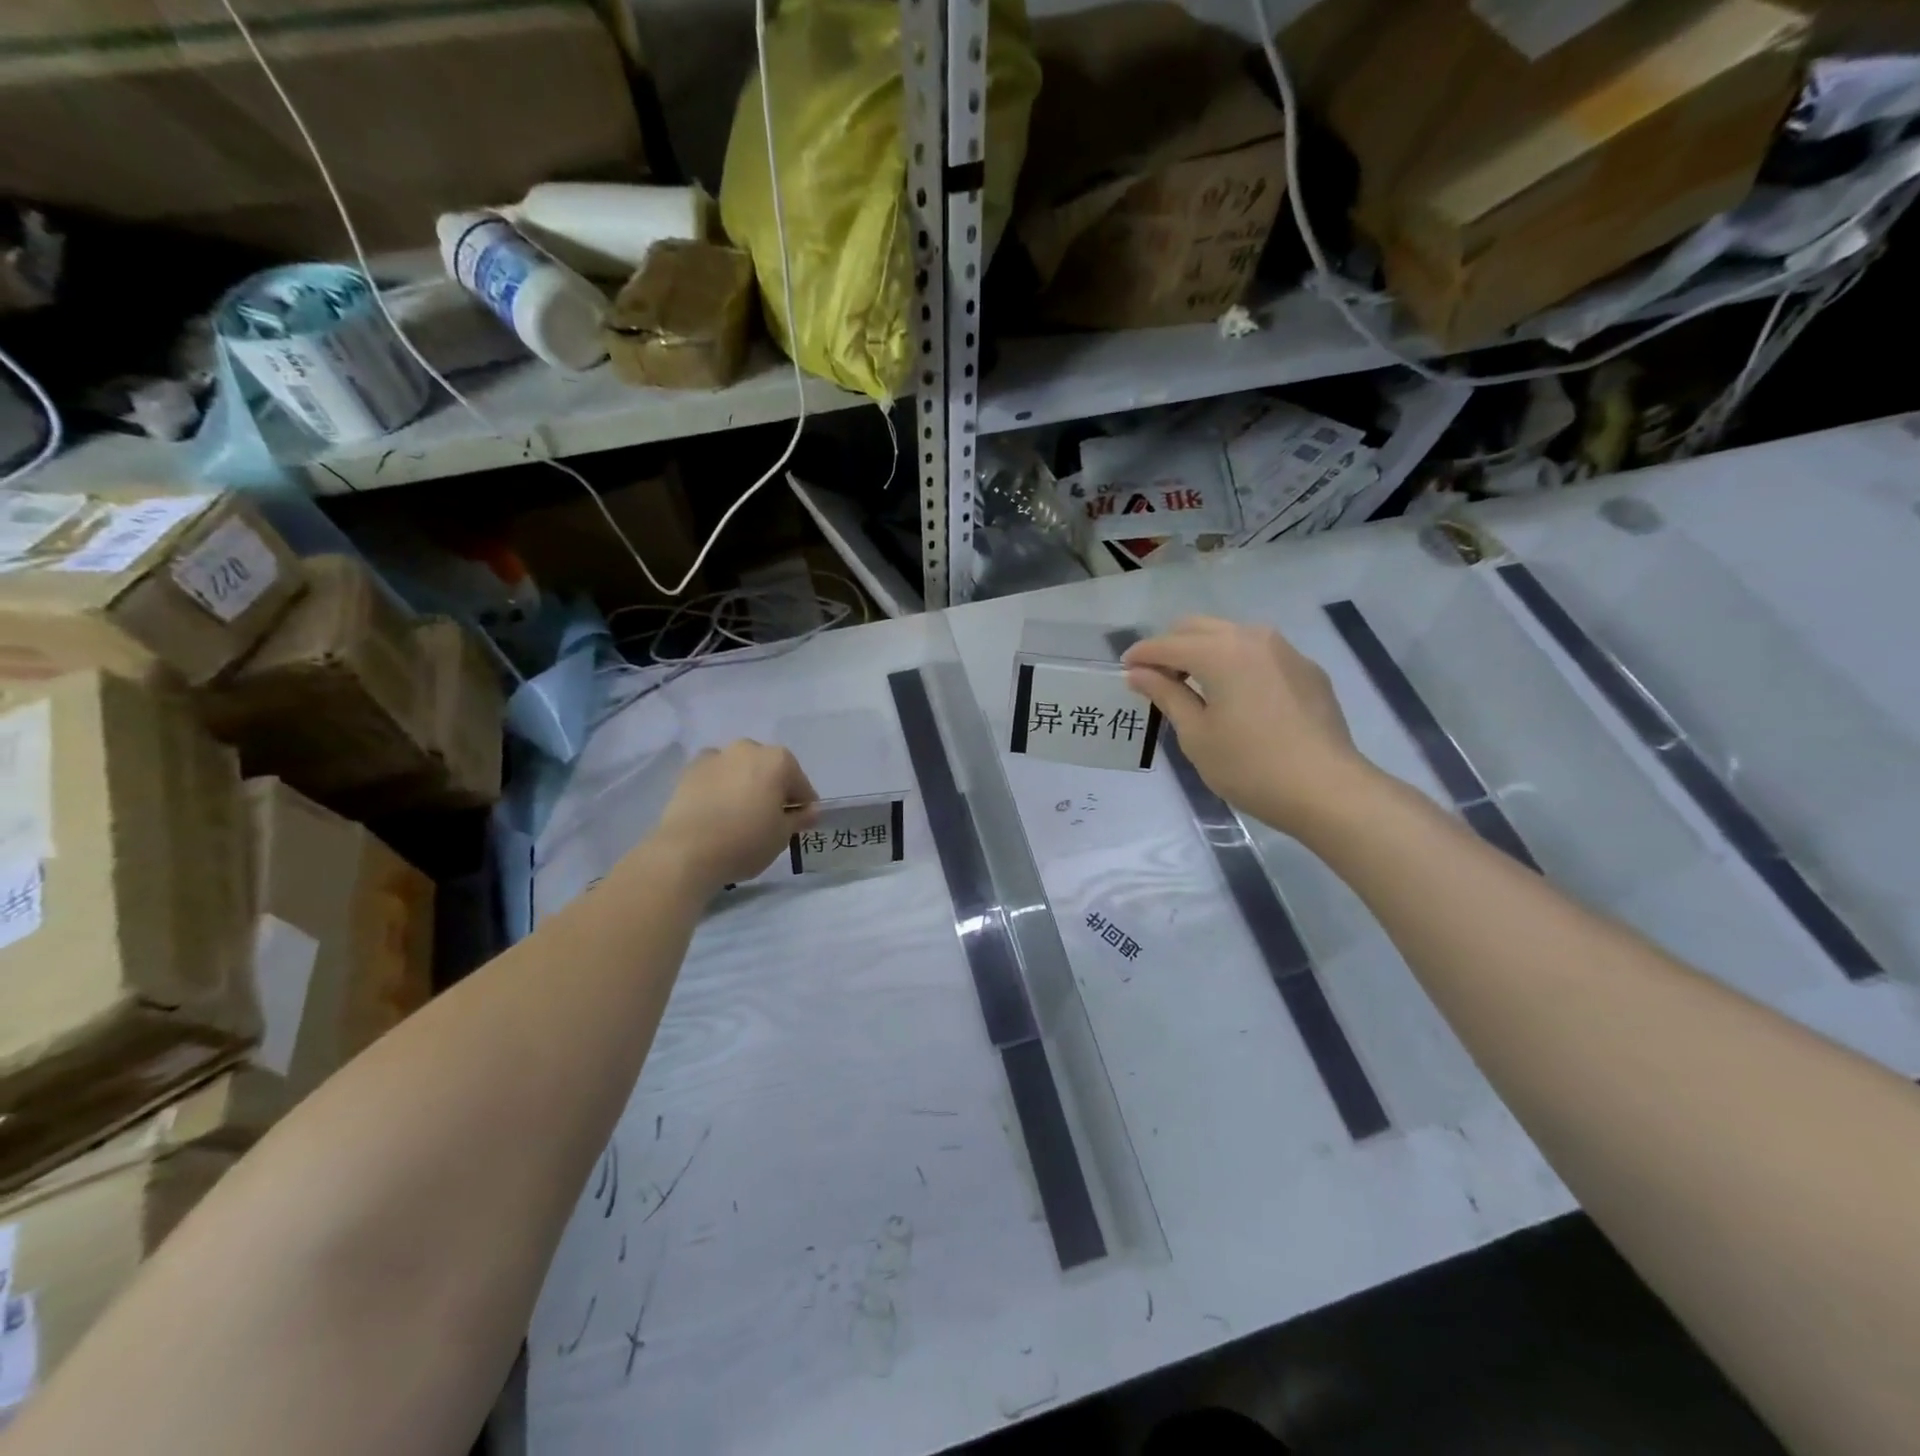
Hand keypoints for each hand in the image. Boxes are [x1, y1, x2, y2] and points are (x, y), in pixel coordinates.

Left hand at [649, 741, 817, 892]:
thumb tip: (811, 810)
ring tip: (739, 815)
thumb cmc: (745, 841)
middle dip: (773, 789)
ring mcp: (715, 756)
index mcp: (778, 760)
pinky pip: (714, 776)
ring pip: (740, 769)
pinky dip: (719, 786)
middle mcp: (748, 749)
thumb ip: (800, 818)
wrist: (686, 852)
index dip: (802, 806)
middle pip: (770, 770)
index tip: (798, 825)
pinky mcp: (689, 770)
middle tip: (769, 819)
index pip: (801, 785)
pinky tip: (716, 810)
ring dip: (745, 784)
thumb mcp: (782, 835)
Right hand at [1124, 616, 1376, 835]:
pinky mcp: (1307, 670)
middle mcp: (1253, 638)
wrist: (1327, 790)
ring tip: (1192, 686)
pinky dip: (1235, 663)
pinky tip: (1235, 696)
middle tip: (1156, 679)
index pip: (1168, 644)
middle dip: (1171, 647)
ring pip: (1231, 635)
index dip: (1141, 656)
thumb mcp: (1196, 734)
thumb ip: (1166, 695)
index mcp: (1220, 652)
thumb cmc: (1249, 766)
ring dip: (1204, 651)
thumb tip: (1139, 673)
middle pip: (1198, 628)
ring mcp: (1285, 651)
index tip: (1125, 670)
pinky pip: (1259, 654)